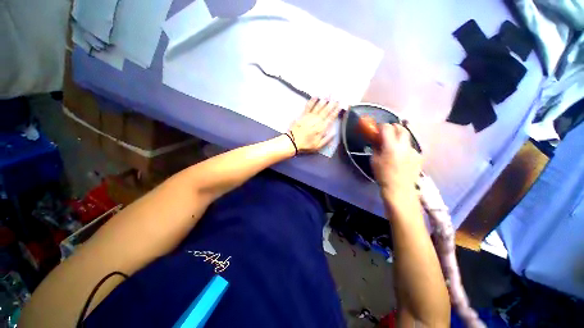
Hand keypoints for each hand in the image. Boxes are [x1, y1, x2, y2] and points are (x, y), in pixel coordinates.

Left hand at [288, 98, 339, 152]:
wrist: (293, 142)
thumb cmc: (306, 145)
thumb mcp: (318, 146)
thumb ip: (327, 139)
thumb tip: (334, 132)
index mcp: (321, 128)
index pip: (331, 118)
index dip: (336, 111)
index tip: (341, 105)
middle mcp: (317, 120)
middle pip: (326, 110)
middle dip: (332, 103)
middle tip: (337, 97)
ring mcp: (309, 117)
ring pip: (318, 106)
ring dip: (324, 100)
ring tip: (329, 94)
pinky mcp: (303, 115)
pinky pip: (308, 106)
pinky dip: (312, 101)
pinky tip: (316, 96)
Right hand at [371, 123, 421, 200]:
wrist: (399, 189)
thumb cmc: (383, 175)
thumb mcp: (374, 161)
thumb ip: (376, 148)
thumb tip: (377, 140)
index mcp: (391, 146)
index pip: (387, 128)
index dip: (382, 126)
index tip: (378, 128)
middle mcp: (405, 145)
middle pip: (402, 128)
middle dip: (394, 127)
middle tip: (388, 132)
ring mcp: (414, 150)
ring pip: (407, 138)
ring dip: (400, 138)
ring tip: (395, 147)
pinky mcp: (419, 156)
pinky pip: (411, 148)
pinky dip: (405, 148)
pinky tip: (402, 157)